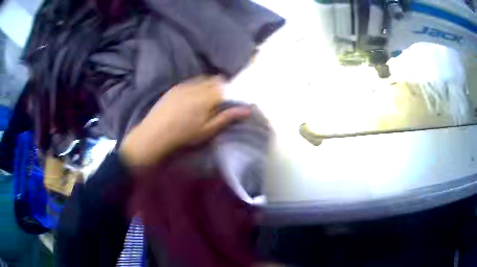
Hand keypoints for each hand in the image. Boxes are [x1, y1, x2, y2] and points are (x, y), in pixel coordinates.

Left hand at [119, 76, 250, 166]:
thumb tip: (247, 109)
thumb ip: (227, 117)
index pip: (226, 87)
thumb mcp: (207, 130)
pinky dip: (197, 86)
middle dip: (221, 86)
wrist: (154, 134)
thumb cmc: (183, 135)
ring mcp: (184, 85)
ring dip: (209, 85)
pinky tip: (192, 98)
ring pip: (203, 79)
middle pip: (215, 80)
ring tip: (207, 99)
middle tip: (220, 100)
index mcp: (207, 97)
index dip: (231, 91)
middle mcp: (197, 87)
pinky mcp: (175, 88)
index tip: (232, 100)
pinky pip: (191, 82)